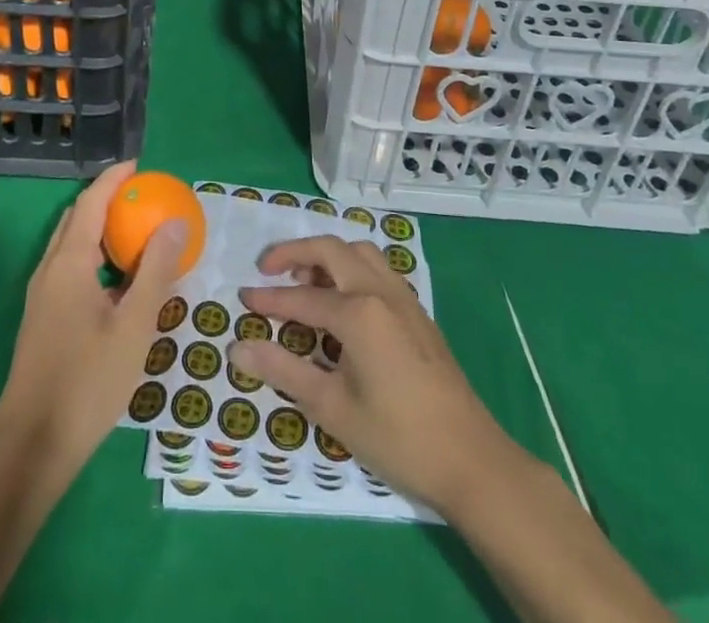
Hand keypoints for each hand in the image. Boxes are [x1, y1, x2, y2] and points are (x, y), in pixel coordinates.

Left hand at [0, 161, 186, 475]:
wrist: (33, 445)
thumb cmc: (88, 381)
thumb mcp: (134, 325)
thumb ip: (156, 270)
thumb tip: (174, 221)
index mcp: (69, 262)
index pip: (91, 201)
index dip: (114, 179)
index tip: (139, 166)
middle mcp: (50, 269)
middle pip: (77, 218)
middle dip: (107, 200)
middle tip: (143, 198)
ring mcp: (41, 295)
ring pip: (71, 245)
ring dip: (100, 229)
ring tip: (136, 234)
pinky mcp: (42, 318)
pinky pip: (69, 268)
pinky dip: (94, 256)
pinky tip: (118, 282)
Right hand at [231, 235, 506, 514]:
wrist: (470, 460)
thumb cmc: (397, 437)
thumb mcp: (332, 408)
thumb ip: (283, 371)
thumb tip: (238, 348)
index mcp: (358, 312)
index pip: (302, 297)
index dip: (269, 299)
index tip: (242, 300)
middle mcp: (380, 291)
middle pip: (331, 249)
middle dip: (295, 253)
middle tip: (268, 269)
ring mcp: (403, 298)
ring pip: (359, 252)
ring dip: (328, 257)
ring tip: (306, 282)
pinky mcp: (417, 312)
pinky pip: (377, 269)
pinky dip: (351, 268)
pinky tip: (342, 302)